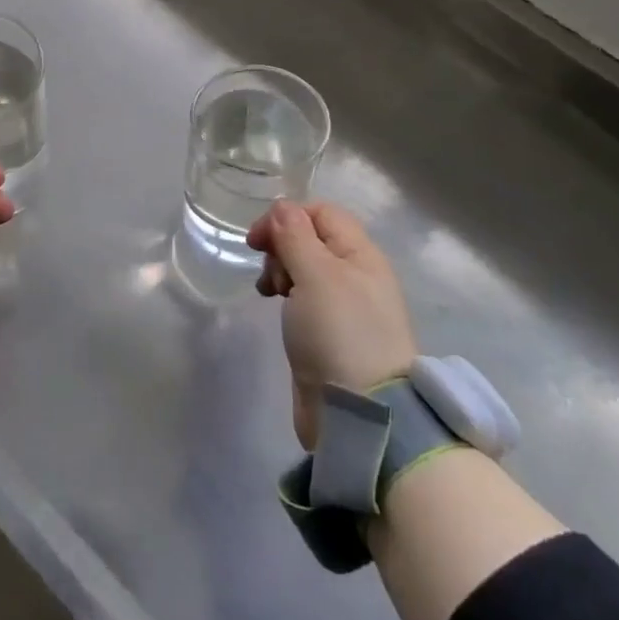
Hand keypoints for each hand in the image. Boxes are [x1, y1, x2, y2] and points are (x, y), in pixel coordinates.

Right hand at [248, 200, 416, 451]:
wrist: (361, 413)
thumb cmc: (340, 334)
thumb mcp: (316, 275)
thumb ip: (296, 236)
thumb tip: (282, 206)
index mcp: (361, 254)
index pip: (322, 212)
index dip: (287, 216)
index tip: (257, 240)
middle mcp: (356, 274)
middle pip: (312, 238)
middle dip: (281, 246)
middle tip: (270, 274)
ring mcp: (344, 305)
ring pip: (305, 267)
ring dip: (281, 270)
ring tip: (270, 292)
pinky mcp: (330, 332)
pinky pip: (305, 297)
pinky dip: (286, 295)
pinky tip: (276, 307)